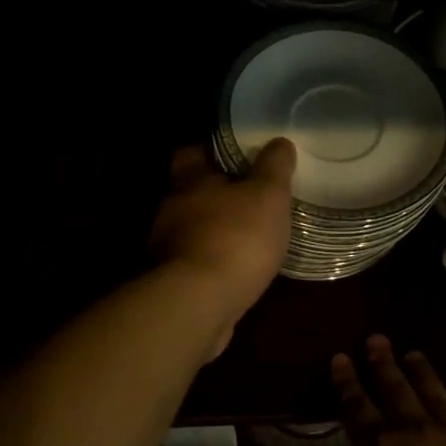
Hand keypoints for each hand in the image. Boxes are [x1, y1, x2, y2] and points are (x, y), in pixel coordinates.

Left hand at [148, 139, 295, 358]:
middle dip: (217, 197)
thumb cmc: (235, 237)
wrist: (198, 303)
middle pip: (191, 194)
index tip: (236, 158)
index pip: (190, 154)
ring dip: (215, 233)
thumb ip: (274, 167)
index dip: (211, 153)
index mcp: (189, 181)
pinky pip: (196, 265)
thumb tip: (279, 142)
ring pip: (193, 231)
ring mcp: (166, 250)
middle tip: (251, 200)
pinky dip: (214, 265)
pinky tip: (237, 273)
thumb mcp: (267, 195)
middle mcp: (171, 211)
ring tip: (249, 240)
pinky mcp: (172, 284)